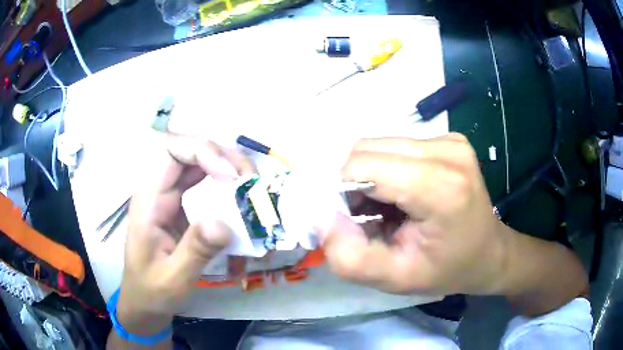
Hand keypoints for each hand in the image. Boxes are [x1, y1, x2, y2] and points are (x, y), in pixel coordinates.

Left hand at [116, 135, 253, 335]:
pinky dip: (226, 187)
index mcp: (149, 199)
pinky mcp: (182, 207)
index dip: (202, 152)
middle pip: (190, 152)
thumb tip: (223, 224)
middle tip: (252, 180)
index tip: (231, 178)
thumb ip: (195, 251)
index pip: (171, 151)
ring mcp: (171, 197)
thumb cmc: (152, 290)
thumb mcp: (173, 278)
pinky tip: (241, 201)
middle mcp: (159, 190)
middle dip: (224, 157)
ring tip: (252, 187)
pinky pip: (205, 184)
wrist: (145, 300)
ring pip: (200, 164)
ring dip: (228, 169)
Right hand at [319, 133, 508, 295]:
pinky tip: (403, 193)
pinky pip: (396, 146)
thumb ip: (351, 258)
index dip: (343, 193)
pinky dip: (387, 169)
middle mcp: (447, 151)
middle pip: (368, 150)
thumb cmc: (447, 270)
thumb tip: (321, 217)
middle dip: (355, 184)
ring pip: (379, 145)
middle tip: (370, 217)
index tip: (353, 222)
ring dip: (370, 176)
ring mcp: (450, 140)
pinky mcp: (448, 138)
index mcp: (442, 187)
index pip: (363, 166)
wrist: (488, 252)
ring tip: (388, 207)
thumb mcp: (396, 280)